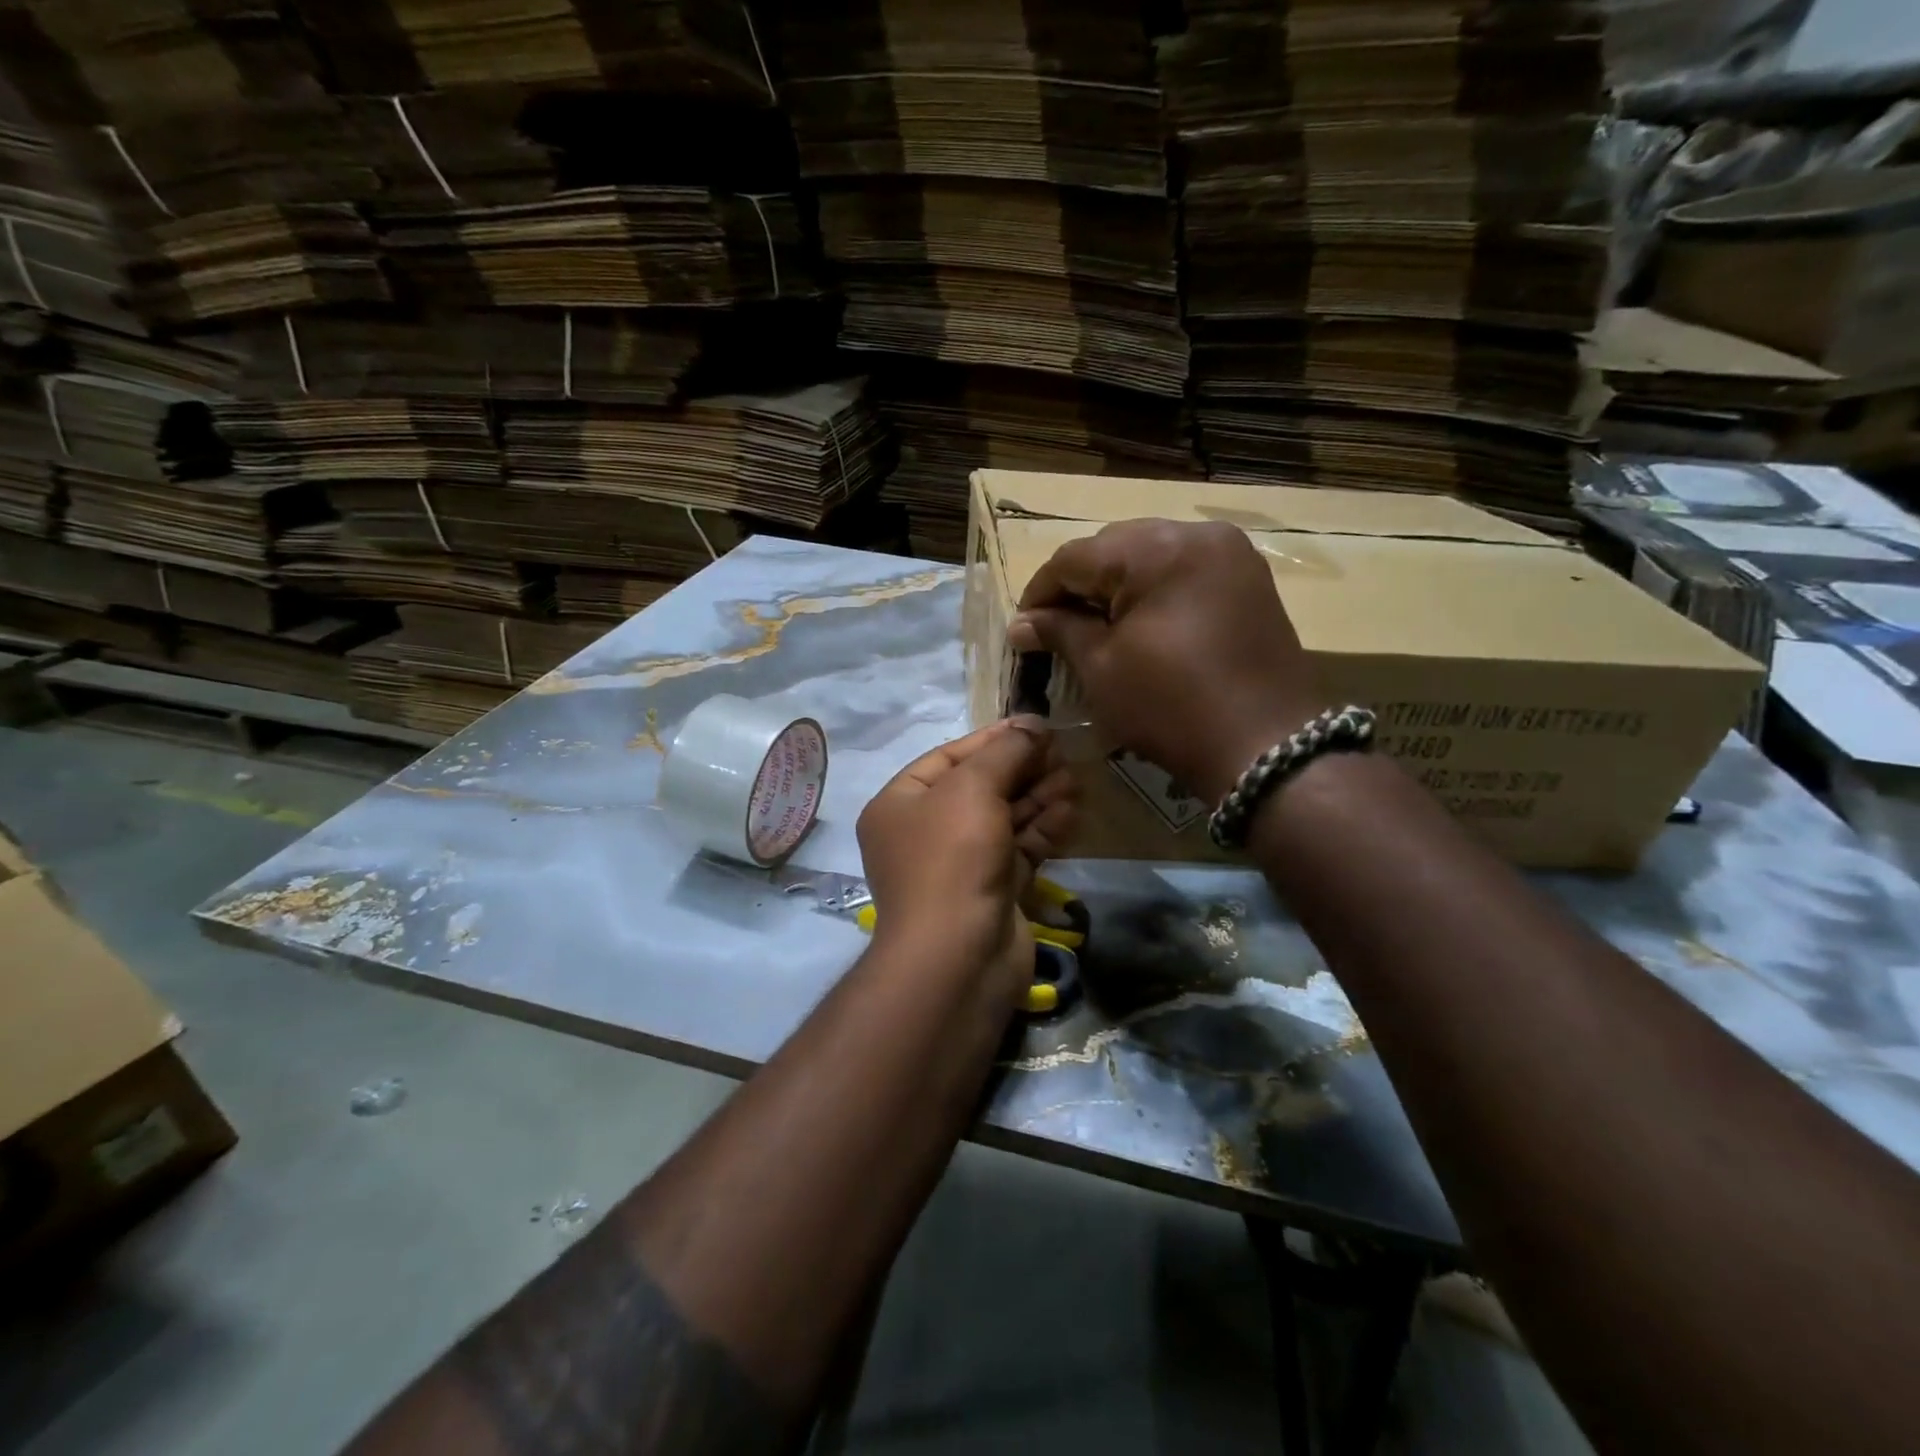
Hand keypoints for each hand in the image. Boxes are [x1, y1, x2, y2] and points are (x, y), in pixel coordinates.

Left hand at [857, 720, 1075, 1006]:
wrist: (958, 958)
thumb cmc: (952, 858)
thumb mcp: (973, 788)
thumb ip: (1005, 751)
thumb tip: (1033, 724)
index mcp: (901, 804)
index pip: (949, 757)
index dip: (994, 738)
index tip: (1036, 725)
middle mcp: (926, 832)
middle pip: (980, 786)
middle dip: (1022, 767)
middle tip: (1063, 750)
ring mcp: (960, 864)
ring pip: (1004, 818)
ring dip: (1039, 795)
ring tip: (1075, 775)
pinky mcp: (993, 890)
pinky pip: (1019, 848)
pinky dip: (1044, 828)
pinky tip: (1071, 809)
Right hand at [1008, 520, 1327, 803]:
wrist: (1265, 746)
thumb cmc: (1170, 707)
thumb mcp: (1101, 668)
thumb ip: (1059, 632)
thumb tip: (1020, 625)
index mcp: (1156, 549)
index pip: (1075, 557)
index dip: (1040, 593)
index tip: (1022, 629)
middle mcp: (1197, 533)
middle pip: (1115, 548)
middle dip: (1080, 586)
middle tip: (1057, 628)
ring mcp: (1231, 553)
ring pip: (1151, 555)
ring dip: (1117, 586)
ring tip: (1097, 627)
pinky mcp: (1249, 579)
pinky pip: (1185, 570)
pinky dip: (1155, 591)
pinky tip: (1141, 624)